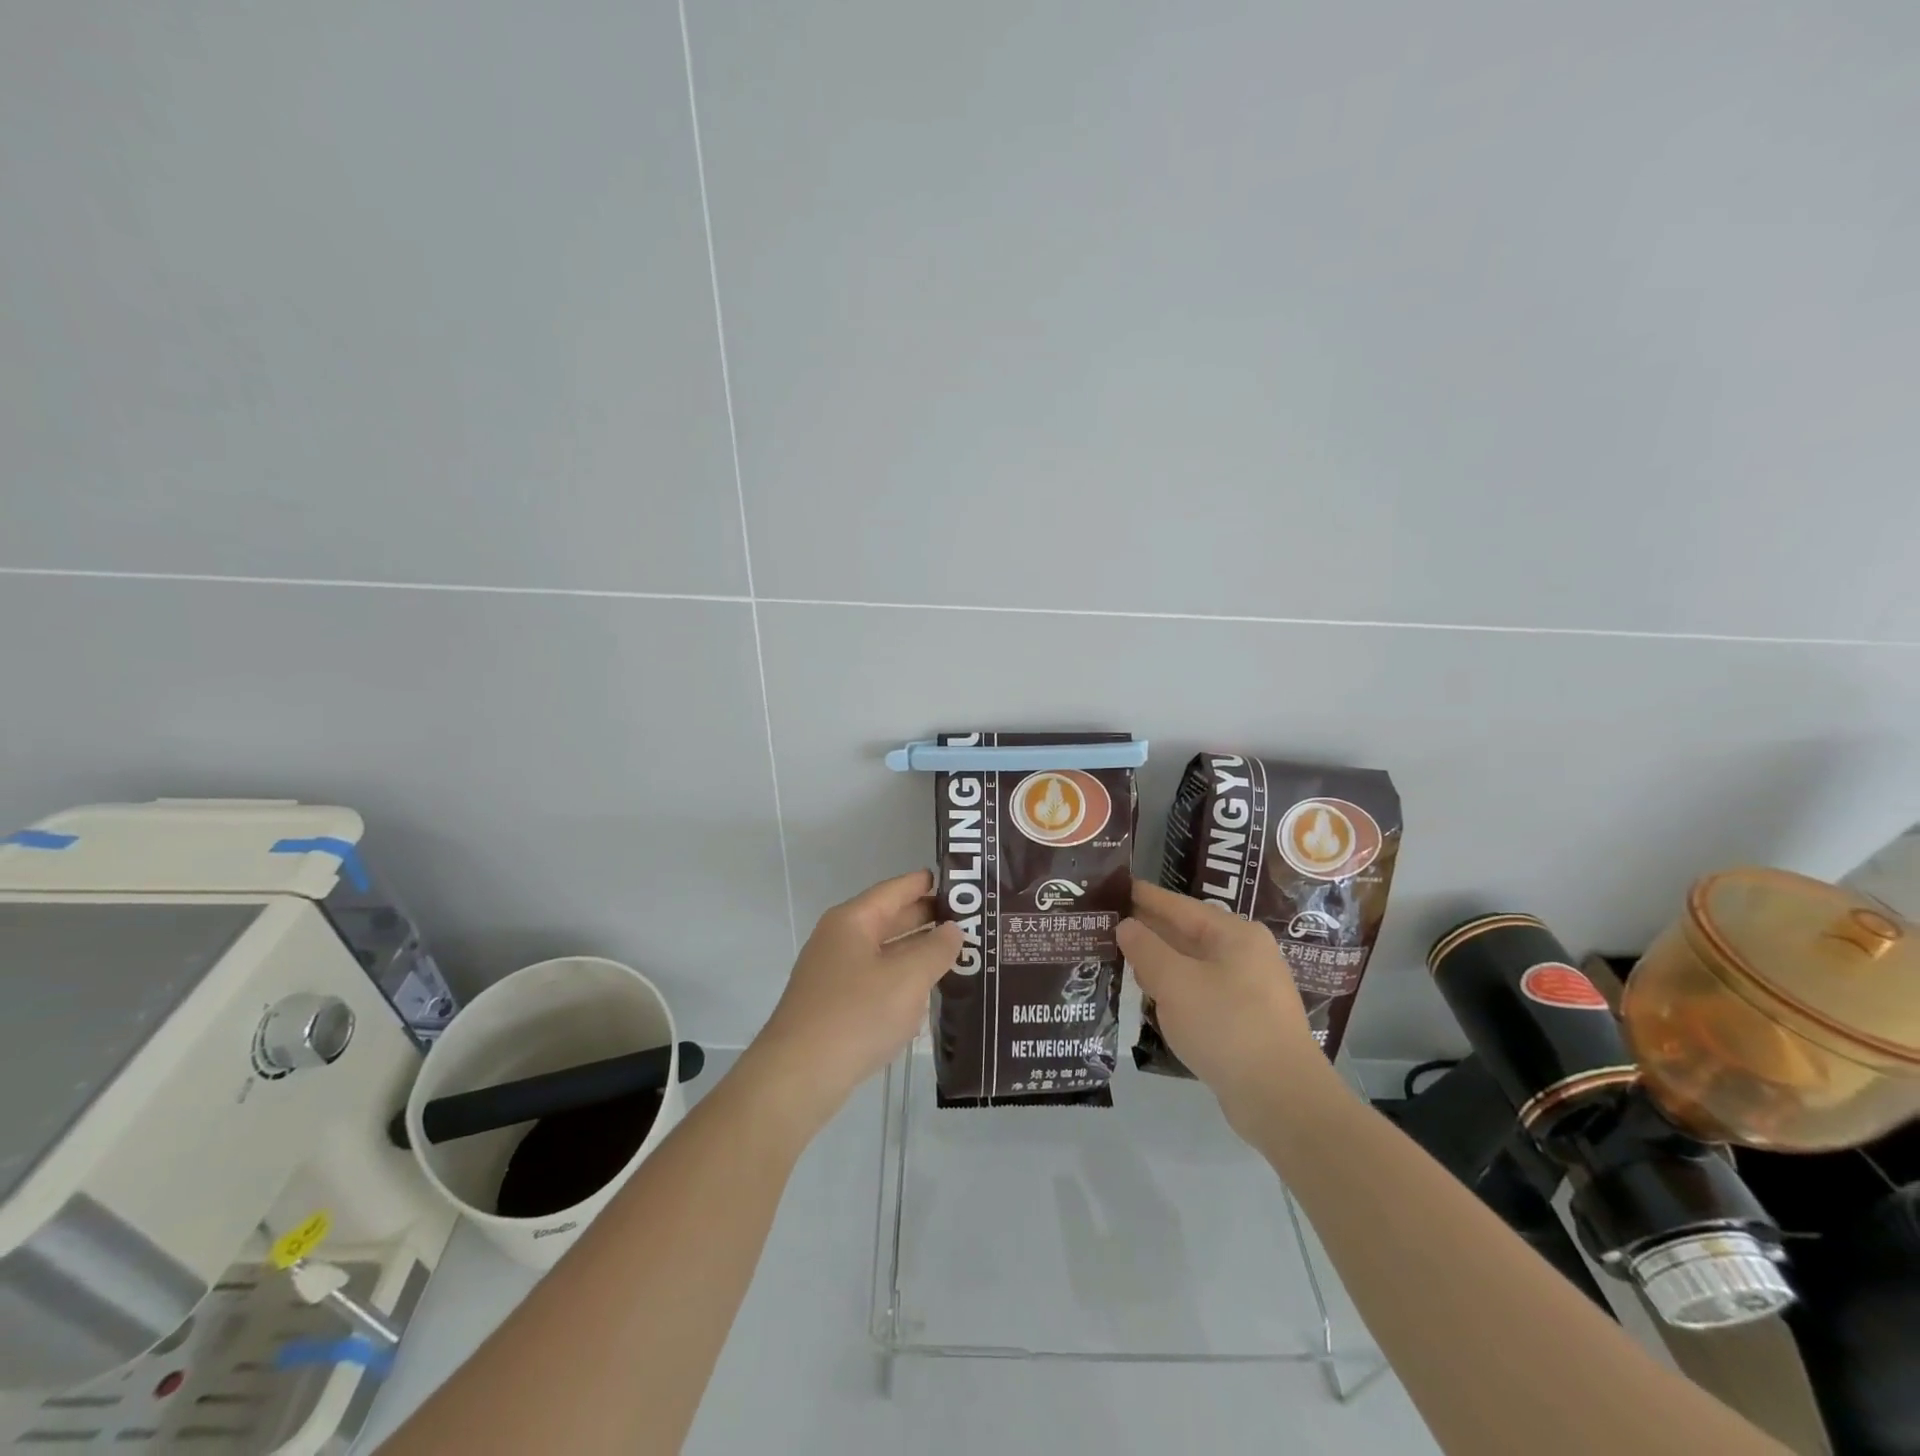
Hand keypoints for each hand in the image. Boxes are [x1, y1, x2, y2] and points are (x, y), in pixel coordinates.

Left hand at [746, 871, 962, 1125]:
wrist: (798, 1077)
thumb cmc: (856, 1015)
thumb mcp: (908, 978)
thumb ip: (936, 949)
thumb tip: (952, 929)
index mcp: (853, 920)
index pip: (897, 889)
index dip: (929, 884)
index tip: (964, 883)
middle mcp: (840, 939)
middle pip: (891, 919)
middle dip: (929, 920)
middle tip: (973, 922)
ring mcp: (835, 973)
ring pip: (885, 953)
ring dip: (918, 953)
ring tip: (959, 956)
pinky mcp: (835, 1006)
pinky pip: (876, 982)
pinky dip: (902, 982)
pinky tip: (928, 996)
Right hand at [1118, 881, 1337, 1133]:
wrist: (1282, 1100)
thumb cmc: (1227, 1027)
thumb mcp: (1176, 983)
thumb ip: (1146, 949)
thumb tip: (1126, 925)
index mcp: (1234, 934)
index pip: (1178, 906)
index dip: (1144, 896)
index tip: (1114, 887)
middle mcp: (1245, 953)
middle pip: (1187, 933)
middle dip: (1149, 930)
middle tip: (1107, 923)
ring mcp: (1249, 988)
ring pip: (1193, 964)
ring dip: (1160, 962)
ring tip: (1121, 957)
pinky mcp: (1246, 1020)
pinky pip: (1201, 991)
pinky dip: (1175, 989)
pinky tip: (1152, 996)